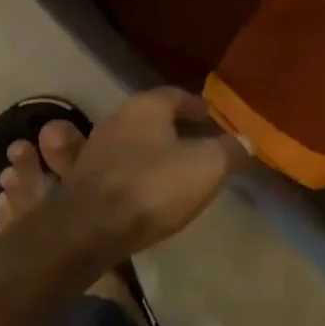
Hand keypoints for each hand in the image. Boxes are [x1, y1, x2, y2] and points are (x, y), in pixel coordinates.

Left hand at [50, 88, 249, 259]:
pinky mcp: (79, 181)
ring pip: (129, 143)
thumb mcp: (208, 166)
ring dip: (148, 151)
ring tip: (171, 168)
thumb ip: (229, 150)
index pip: (176, 95)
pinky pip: (110, 170)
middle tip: (198, 145)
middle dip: (173, 129)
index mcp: (146, 106)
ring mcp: (93, 150)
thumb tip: (246, 141)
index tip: (214, 120)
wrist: (90, 230)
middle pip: (151, 118)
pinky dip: (127, 173)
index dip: (198, 107)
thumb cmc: (154, 186)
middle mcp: (115, 119)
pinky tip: (138, 187)